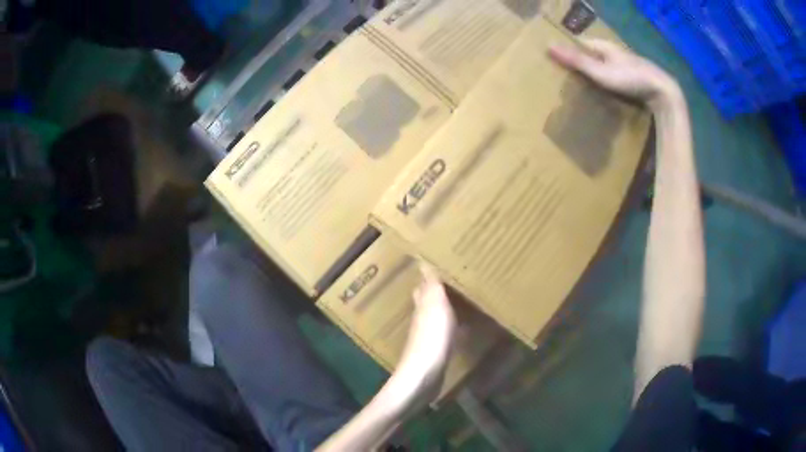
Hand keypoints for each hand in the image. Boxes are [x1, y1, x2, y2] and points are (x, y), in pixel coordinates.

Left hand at [390, 265, 456, 407]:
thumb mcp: (434, 306)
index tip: (442, 264)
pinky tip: (465, 329)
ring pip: (437, 317)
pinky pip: (446, 334)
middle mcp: (422, 320)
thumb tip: (422, 260)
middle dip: (439, 291)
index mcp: (422, 306)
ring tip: (465, 300)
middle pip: (429, 302)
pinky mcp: (436, 352)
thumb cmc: (431, 338)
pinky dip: (454, 327)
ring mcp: (428, 337)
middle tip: (457, 281)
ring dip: (447, 309)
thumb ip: (431, 286)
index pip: (423, 286)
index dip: (429, 276)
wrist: (425, 377)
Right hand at [548, 38, 681, 111]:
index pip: (580, 44)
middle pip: (592, 55)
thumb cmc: (630, 78)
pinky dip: (607, 82)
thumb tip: (548, 46)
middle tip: (568, 79)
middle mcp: (614, 52)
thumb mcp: (600, 71)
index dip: (568, 51)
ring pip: (604, 66)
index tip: (557, 64)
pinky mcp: (633, 77)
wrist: (662, 91)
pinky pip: (614, 76)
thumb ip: (577, 61)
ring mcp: (625, 64)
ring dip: (595, 75)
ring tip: (583, 89)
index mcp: (604, 45)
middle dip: (581, 64)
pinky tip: (604, 94)